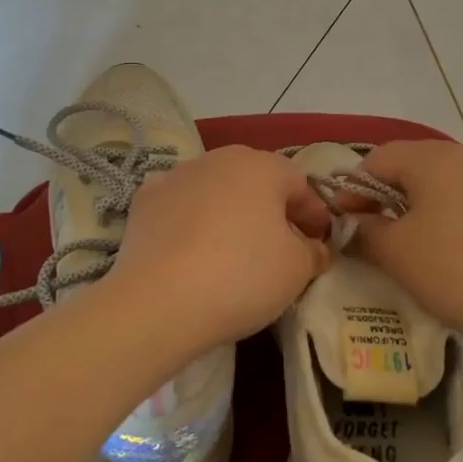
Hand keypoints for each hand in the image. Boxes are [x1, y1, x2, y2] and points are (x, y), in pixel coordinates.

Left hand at [105, 145, 333, 358]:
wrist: (159, 301)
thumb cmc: (243, 276)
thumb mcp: (297, 269)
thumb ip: (313, 252)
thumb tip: (315, 248)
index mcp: (262, 166)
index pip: (300, 185)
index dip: (314, 215)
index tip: (319, 244)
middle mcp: (218, 159)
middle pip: (255, 182)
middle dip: (271, 210)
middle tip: (281, 246)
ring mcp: (176, 177)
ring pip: (215, 192)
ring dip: (229, 213)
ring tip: (234, 251)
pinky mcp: (143, 203)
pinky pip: (180, 208)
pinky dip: (190, 223)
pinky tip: (192, 251)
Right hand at [344, 142, 462, 347]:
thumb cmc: (452, 271)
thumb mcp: (395, 251)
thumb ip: (364, 229)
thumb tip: (351, 223)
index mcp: (435, 158)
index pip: (380, 158)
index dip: (354, 187)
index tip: (343, 220)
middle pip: (413, 162)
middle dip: (385, 190)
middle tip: (371, 225)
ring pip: (443, 177)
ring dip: (417, 199)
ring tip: (407, 234)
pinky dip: (447, 208)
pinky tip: (445, 241)